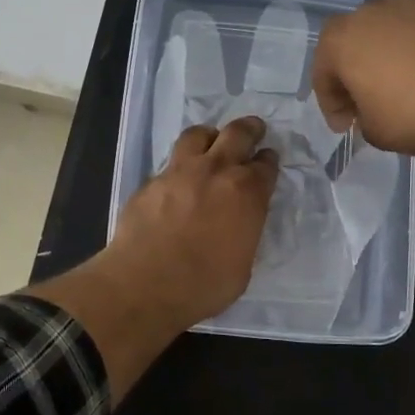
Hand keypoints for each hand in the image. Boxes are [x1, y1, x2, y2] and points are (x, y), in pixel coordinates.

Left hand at [27, 118, 277, 400]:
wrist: (145, 284)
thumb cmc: (204, 285)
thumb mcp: (242, 265)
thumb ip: (245, 233)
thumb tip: (240, 225)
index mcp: (247, 193)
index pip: (266, 165)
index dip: (269, 160)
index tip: (268, 159)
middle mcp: (216, 171)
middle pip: (237, 134)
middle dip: (249, 129)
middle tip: (254, 129)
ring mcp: (179, 172)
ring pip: (198, 134)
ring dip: (210, 136)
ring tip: (211, 143)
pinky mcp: (151, 182)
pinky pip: (170, 163)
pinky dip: (180, 165)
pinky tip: (178, 181)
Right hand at [310, 0, 414, 156]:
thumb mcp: (379, 134)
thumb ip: (365, 118)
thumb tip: (372, 110)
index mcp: (342, 42)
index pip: (323, 71)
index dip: (332, 102)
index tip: (348, 125)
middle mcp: (372, 10)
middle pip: (355, 37)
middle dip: (358, 67)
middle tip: (375, 99)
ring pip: (390, 10)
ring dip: (390, 34)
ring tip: (405, 66)